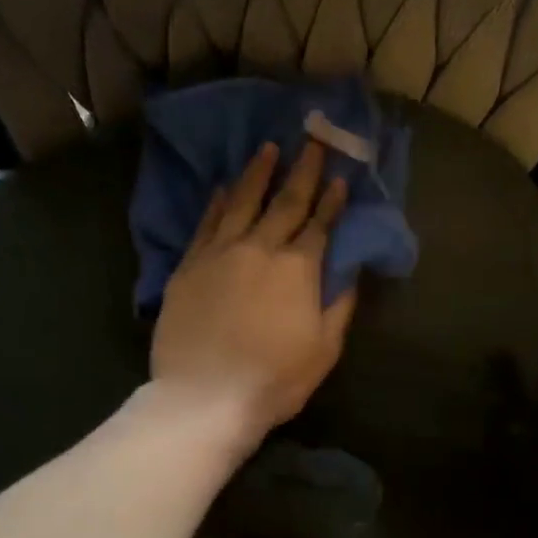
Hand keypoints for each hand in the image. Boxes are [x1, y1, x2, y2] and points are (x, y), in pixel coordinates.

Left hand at [151, 140, 356, 447]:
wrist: (205, 397)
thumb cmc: (273, 380)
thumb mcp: (324, 350)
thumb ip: (338, 305)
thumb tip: (348, 271)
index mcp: (297, 269)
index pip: (319, 225)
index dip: (332, 200)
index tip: (340, 177)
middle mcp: (259, 248)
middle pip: (284, 202)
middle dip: (302, 170)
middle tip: (311, 140)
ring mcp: (219, 254)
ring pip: (240, 202)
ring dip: (257, 174)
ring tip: (267, 148)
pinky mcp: (188, 266)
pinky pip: (205, 224)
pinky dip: (216, 203)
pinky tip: (221, 188)